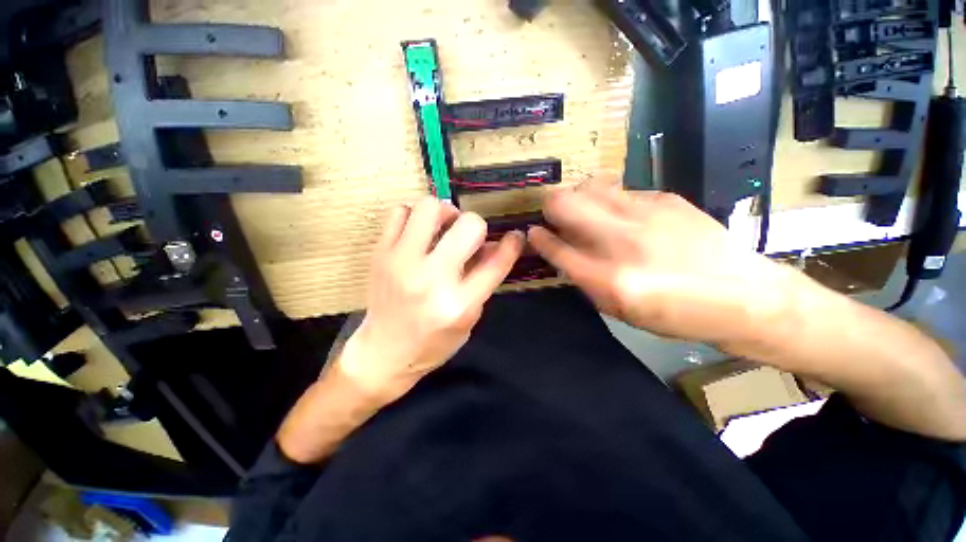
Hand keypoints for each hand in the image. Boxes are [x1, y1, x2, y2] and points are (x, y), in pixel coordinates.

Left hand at [337, 197, 524, 403]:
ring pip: (430, 207)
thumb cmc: (432, 342)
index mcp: (459, 304)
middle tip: (468, 236)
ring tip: (443, 228)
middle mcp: (431, 279)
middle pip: (469, 225)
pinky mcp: (380, 254)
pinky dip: (415, 216)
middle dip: (476, 226)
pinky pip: (400, 212)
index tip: (515, 236)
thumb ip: (484, 280)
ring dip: (445, 213)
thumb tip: (495, 245)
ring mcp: (401, 263)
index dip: (512, 244)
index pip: (496, 262)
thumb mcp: (469, 318)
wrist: (382, 353)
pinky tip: (419, 233)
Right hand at [528, 183, 798, 350]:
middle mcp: (622, 241)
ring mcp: (645, 213)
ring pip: (588, 186)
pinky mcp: (665, 198)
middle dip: (550, 207)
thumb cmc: (677, 315)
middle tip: (554, 217)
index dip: (538, 238)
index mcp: (610, 279)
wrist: (745, 295)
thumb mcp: (621, 311)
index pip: (556, 248)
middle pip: (564, 203)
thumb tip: (562, 251)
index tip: (532, 232)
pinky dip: (608, 200)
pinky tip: (621, 214)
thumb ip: (585, 279)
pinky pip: (619, 190)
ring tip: (585, 211)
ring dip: (578, 197)